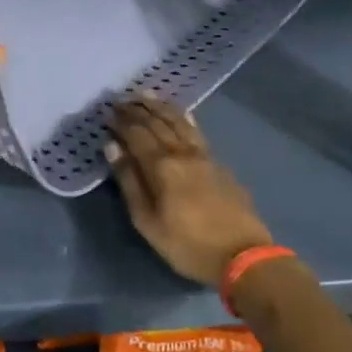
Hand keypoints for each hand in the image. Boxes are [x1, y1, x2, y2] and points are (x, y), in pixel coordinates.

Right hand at [107, 95, 274, 286]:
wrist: (244, 256)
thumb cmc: (188, 245)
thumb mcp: (148, 222)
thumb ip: (129, 182)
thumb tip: (112, 147)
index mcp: (161, 166)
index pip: (135, 134)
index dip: (120, 122)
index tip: (106, 113)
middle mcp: (181, 152)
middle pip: (156, 123)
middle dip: (136, 109)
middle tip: (121, 99)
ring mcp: (204, 156)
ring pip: (179, 122)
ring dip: (160, 107)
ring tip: (146, 94)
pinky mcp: (219, 164)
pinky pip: (196, 131)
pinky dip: (184, 118)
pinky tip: (182, 114)